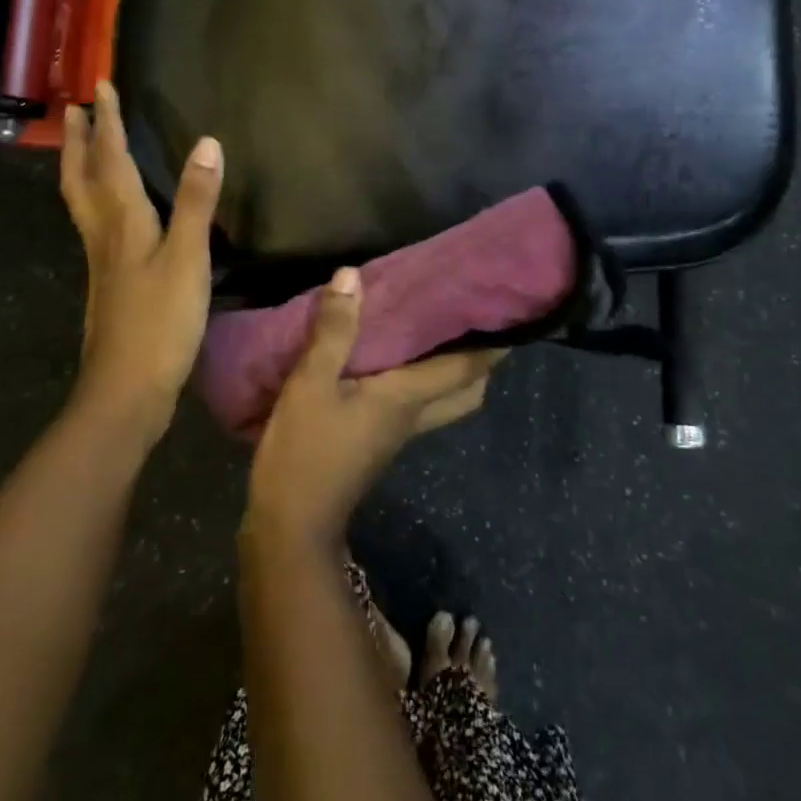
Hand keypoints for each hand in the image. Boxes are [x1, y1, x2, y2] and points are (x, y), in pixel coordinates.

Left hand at [61, 80, 222, 443]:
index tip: (100, 86)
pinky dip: (95, 200)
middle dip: (78, 141)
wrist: (127, 390)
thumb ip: (196, 201)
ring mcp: (102, 261)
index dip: (108, 123)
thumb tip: (206, 143)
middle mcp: (104, 234)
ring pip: (83, 202)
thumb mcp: (187, 259)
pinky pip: (95, 225)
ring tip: (82, 147)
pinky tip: (110, 212)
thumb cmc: (161, 322)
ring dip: (80, 167)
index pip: (112, 160)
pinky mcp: (109, 283)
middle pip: (82, 178)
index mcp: (122, 222)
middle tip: (72, 110)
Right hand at [245, 269, 504, 548]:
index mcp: (407, 398)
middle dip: (480, 359)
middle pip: (466, 390)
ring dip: (450, 368)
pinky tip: (392, 357)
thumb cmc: (305, 452)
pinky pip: (414, 403)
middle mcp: (413, 415)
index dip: (492, 343)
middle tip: (474, 317)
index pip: (465, 368)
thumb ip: (333, 331)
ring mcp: (396, 432)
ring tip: (437, 328)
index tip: (509, 310)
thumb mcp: (311, 384)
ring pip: (442, 398)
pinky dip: (419, 378)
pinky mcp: (377, 440)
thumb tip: (351, 276)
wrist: (291, 524)